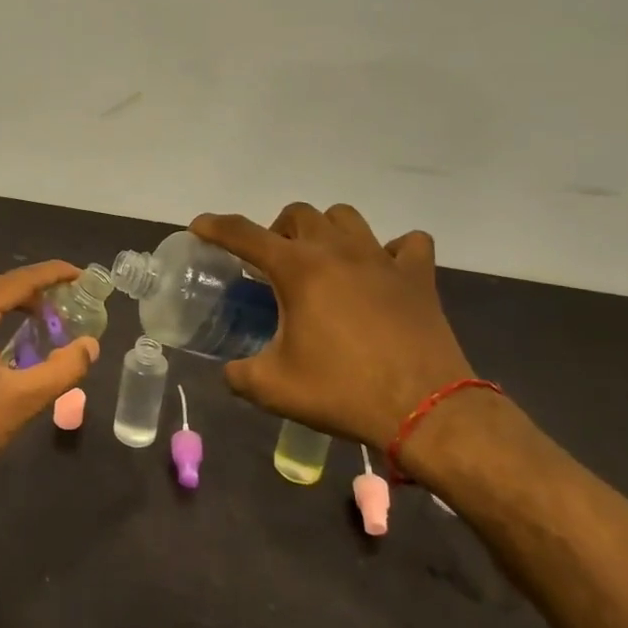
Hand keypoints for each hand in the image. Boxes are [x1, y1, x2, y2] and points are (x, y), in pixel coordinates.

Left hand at [0, 261, 99, 507]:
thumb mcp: (22, 401)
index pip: (15, 281)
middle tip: (67, 303)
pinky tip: (6, 341)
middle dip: (32, 292)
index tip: (80, 274)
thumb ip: (63, 369)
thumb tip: (90, 345)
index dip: (50, 274)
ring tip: (43, 320)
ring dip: (9, 307)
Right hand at [190, 204, 473, 446]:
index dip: (215, 226)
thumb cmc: (343, 393)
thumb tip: (230, 371)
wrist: (427, 412)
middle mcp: (337, 251)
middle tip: (272, 265)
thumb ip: (239, 374)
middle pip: (298, 214)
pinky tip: (380, 272)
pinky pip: (406, 244)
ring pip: (346, 218)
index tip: (199, 226)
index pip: (244, 234)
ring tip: (321, 261)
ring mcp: (382, 260)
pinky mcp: (418, 277)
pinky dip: (390, 250)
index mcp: (298, 270)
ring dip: (325, 231)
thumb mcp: (273, 389)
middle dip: (276, 231)